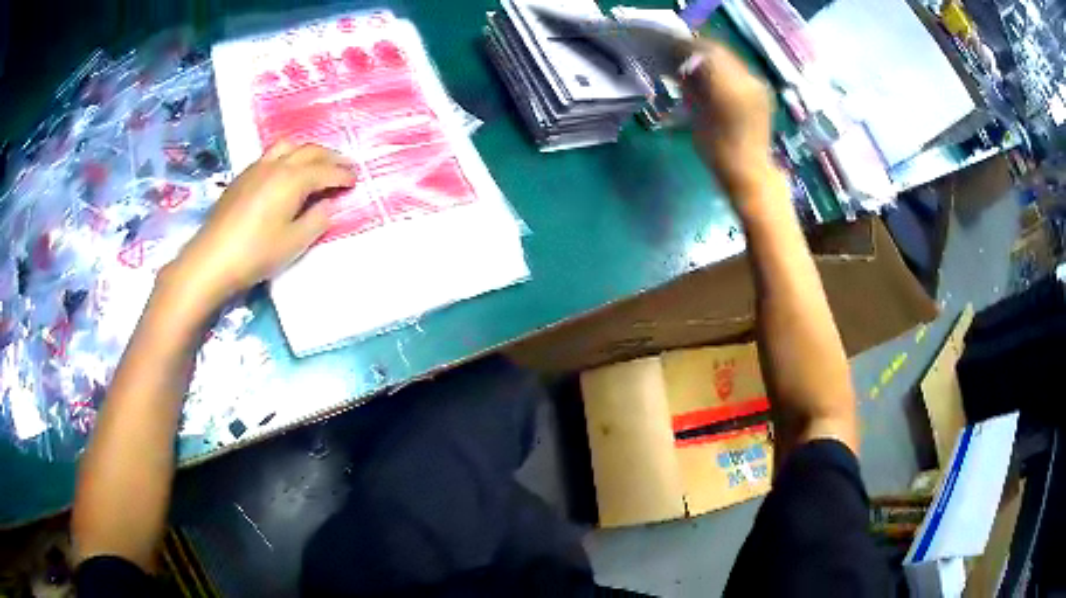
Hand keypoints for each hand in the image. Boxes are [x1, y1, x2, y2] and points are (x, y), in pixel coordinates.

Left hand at [166, 142, 355, 306]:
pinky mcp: (242, 177)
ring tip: (316, 164)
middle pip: (309, 151)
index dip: (343, 175)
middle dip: (330, 157)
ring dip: (307, 152)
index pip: (325, 171)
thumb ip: (317, 220)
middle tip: (344, 166)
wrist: (212, 259)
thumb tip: (327, 205)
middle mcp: (277, 165)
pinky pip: (271, 155)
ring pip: (289, 147)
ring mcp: (257, 168)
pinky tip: (285, 173)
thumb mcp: (294, 243)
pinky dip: (288, 157)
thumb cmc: (256, 253)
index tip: (355, 180)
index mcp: (293, 179)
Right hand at [681, 40, 784, 207]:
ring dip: (711, 57)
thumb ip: (690, 85)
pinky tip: (712, 76)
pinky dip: (723, 68)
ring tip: (694, 63)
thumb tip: (681, 65)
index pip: (705, 53)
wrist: (750, 172)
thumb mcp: (696, 115)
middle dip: (698, 49)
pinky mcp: (762, 92)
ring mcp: (758, 86)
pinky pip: (739, 70)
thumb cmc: (717, 151)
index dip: (685, 46)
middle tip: (678, 52)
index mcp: (729, 88)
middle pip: (719, 52)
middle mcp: (748, 81)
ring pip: (729, 59)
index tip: (668, 46)